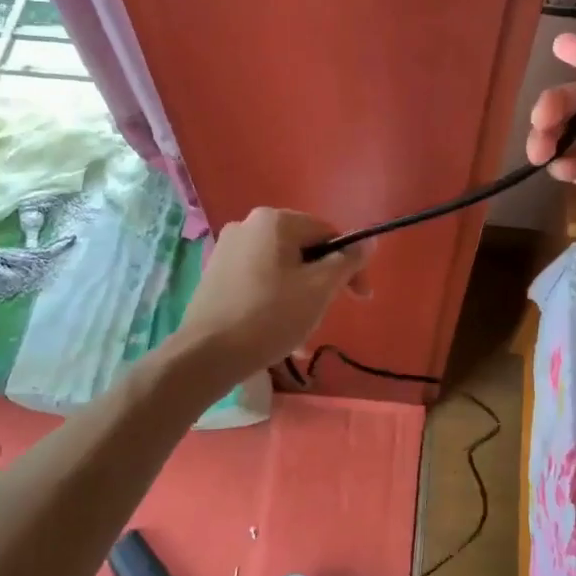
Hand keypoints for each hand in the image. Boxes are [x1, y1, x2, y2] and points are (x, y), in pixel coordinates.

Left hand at [174, 209, 370, 380]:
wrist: (206, 354)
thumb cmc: (270, 316)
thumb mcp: (319, 289)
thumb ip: (347, 261)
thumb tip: (369, 241)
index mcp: (275, 220)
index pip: (328, 234)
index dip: (350, 264)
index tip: (359, 298)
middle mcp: (247, 224)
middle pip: (303, 249)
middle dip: (322, 281)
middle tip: (328, 314)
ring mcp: (227, 249)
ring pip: (281, 268)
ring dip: (300, 295)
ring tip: (302, 333)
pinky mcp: (215, 274)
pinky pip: (258, 280)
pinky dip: (275, 299)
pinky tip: (278, 331)